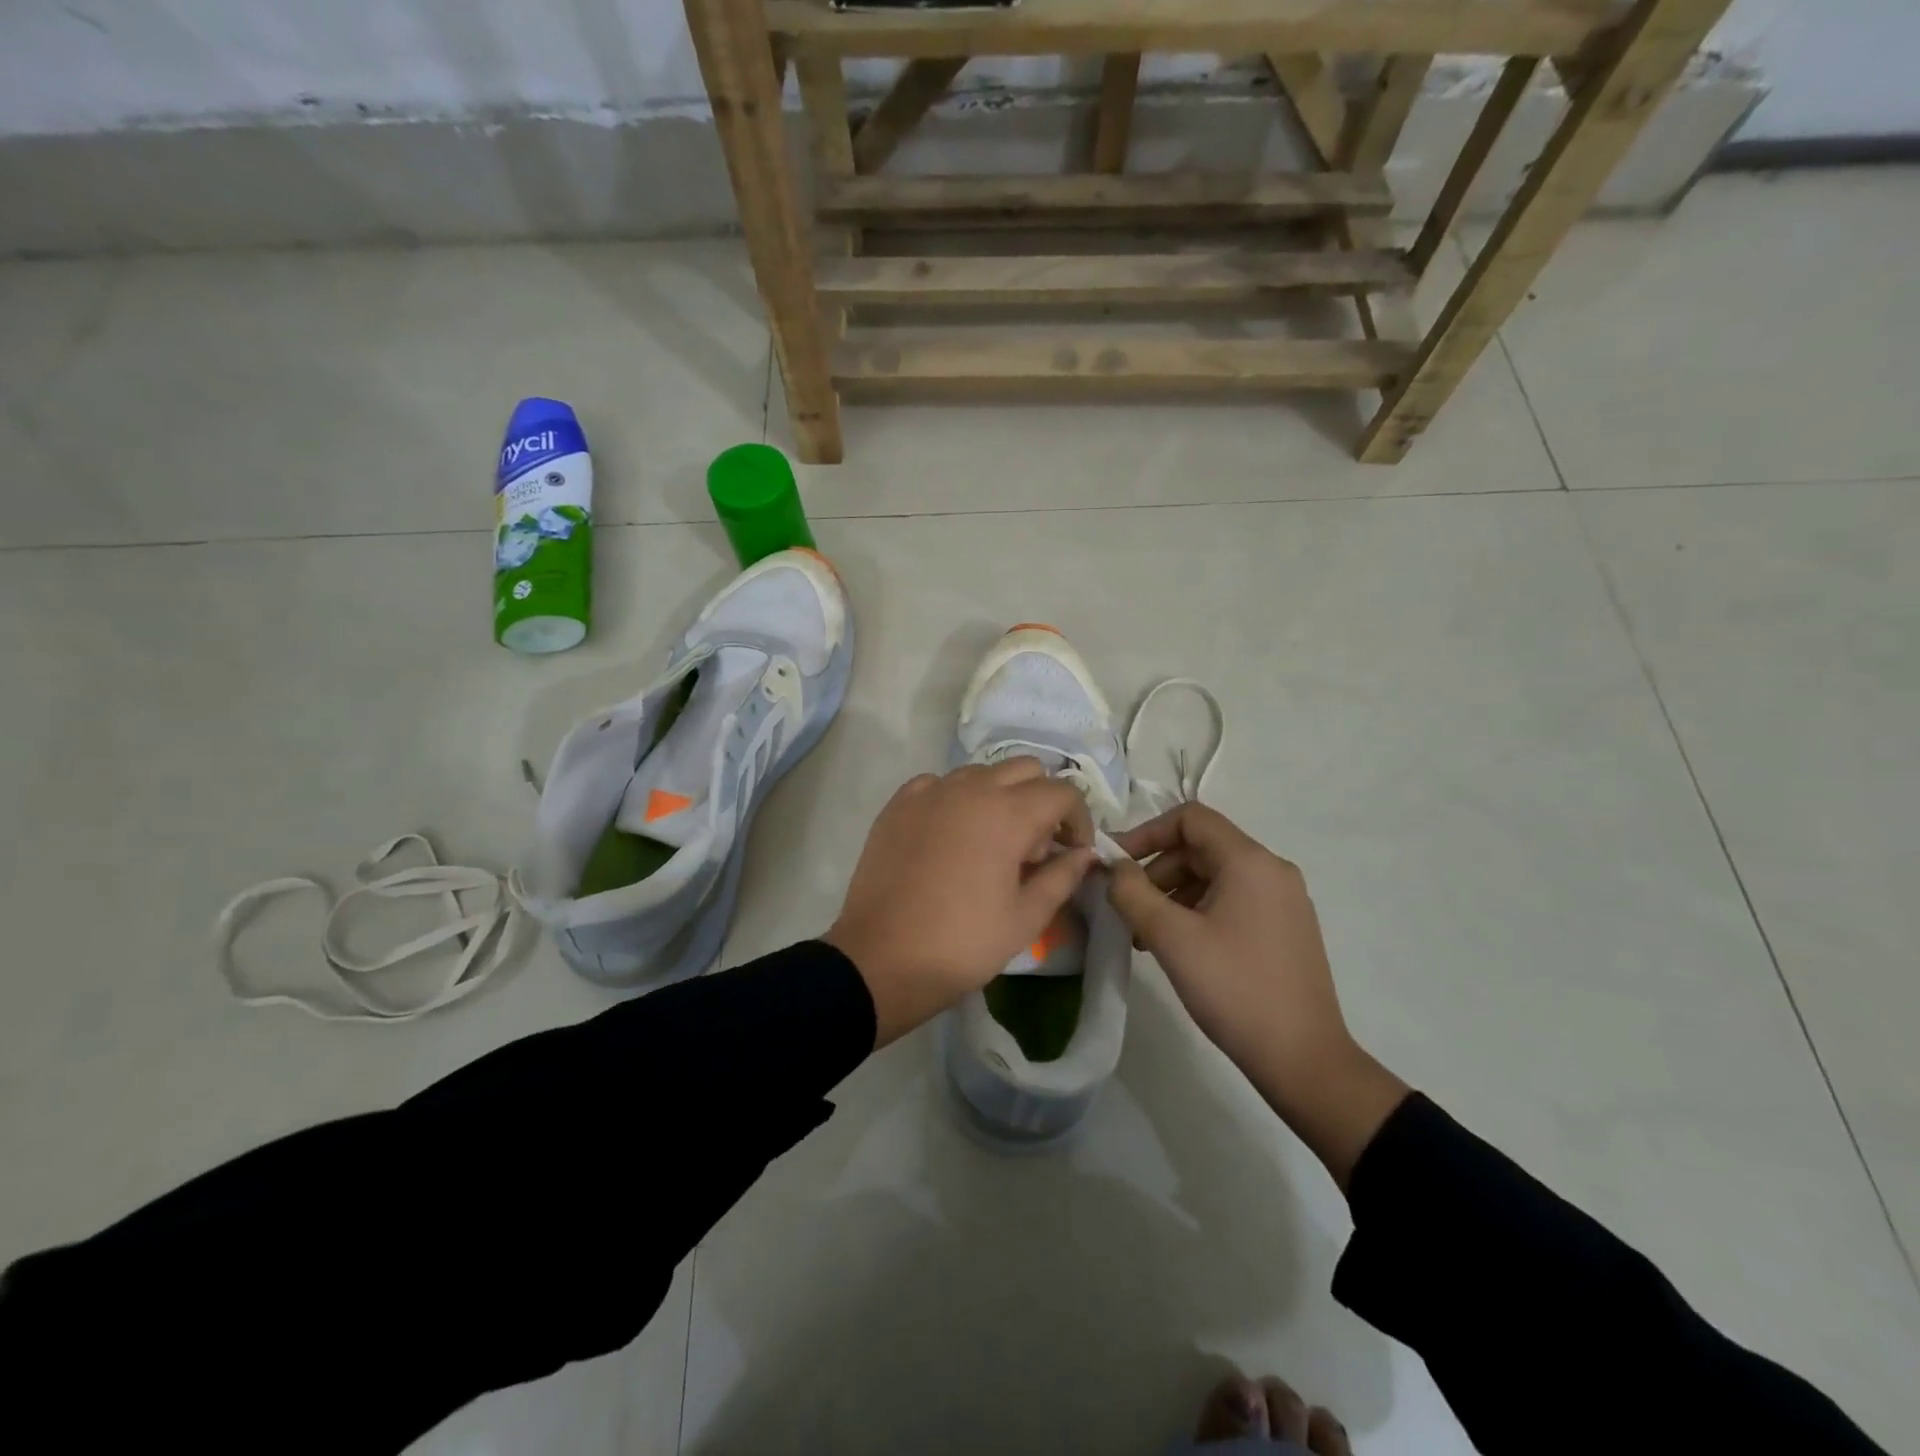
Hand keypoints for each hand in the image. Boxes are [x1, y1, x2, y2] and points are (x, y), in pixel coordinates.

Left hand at [826, 760, 1095, 1047]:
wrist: (881, 959)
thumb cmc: (962, 943)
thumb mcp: (1026, 918)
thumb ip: (1063, 876)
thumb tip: (1085, 854)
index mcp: (1008, 814)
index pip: (1063, 792)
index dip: (1078, 821)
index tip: (1072, 853)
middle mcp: (970, 788)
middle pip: (1025, 769)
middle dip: (1043, 800)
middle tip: (1036, 847)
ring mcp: (930, 792)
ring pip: (982, 772)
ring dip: (1001, 796)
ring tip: (993, 842)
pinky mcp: (899, 804)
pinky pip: (940, 784)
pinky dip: (957, 799)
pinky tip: (952, 835)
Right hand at [1106, 803, 1407, 1187]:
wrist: (1304, 1059)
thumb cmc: (1234, 989)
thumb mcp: (1171, 937)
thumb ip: (1132, 893)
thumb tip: (1113, 868)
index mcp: (1250, 861)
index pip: (1190, 818)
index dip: (1147, 832)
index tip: (1117, 865)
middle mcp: (1272, 870)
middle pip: (1201, 847)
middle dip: (1157, 871)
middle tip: (1129, 910)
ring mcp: (1283, 901)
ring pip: (1214, 876)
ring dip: (1174, 895)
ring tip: (1147, 936)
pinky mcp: (1285, 928)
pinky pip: (1232, 900)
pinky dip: (1198, 911)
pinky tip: (1180, 948)